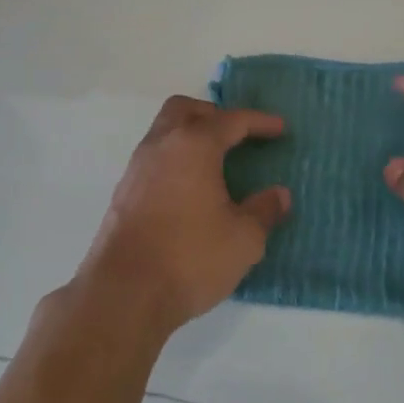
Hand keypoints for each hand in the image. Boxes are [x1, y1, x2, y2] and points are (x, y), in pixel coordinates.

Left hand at [70, 96, 290, 338]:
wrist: (124, 292)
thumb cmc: (190, 258)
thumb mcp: (243, 239)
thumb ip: (263, 211)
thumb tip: (278, 195)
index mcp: (194, 146)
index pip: (231, 121)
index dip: (259, 122)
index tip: (280, 128)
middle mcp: (161, 145)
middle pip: (186, 110)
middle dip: (214, 115)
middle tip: (237, 136)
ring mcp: (137, 167)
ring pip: (164, 132)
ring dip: (190, 136)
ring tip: (215, 163)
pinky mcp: (123, 192)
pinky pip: (154, 158)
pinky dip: (175, 160)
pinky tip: (190, 190)